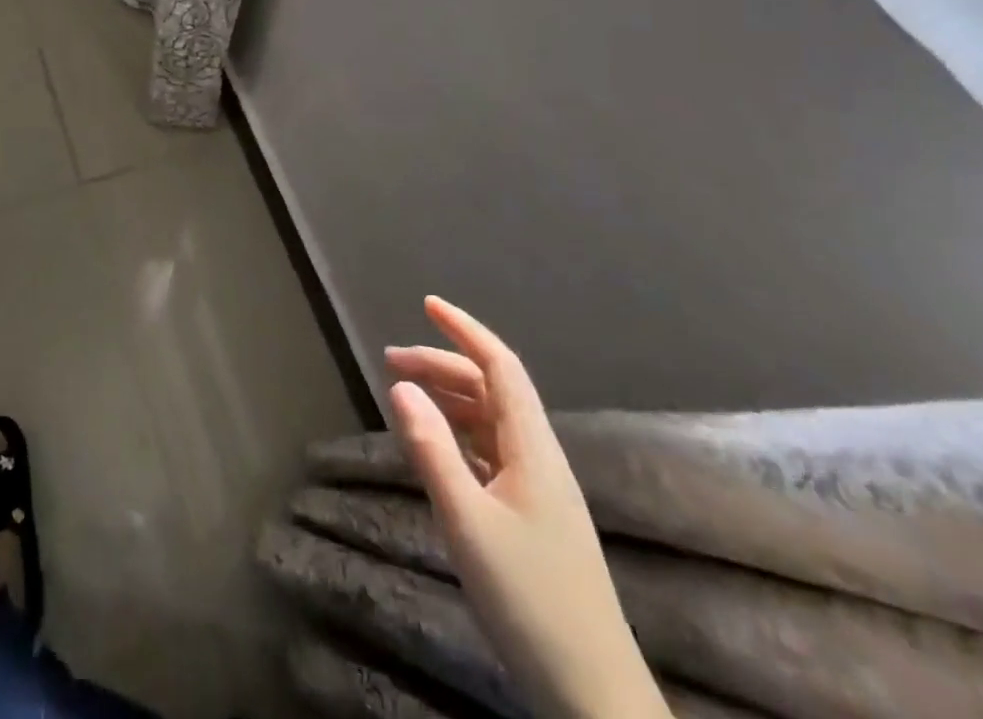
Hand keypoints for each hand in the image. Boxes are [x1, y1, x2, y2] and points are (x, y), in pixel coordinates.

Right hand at [386, 298, 667, 718]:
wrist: (593, 693)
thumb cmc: (529, 599)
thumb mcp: (468, 522)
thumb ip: (432, 451)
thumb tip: (400, 386)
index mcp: (532, 448)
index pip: (500, 366)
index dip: (465, 329)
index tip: (427, 303)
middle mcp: (539, 456)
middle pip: (490, 389)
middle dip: (442, 364)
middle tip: (390, 361)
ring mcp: (539, 487)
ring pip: (490, 420)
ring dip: (449, 397)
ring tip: (404, 395)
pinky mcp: (533, 515)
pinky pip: (490, 451)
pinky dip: (458, 432)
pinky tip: (436, 444)